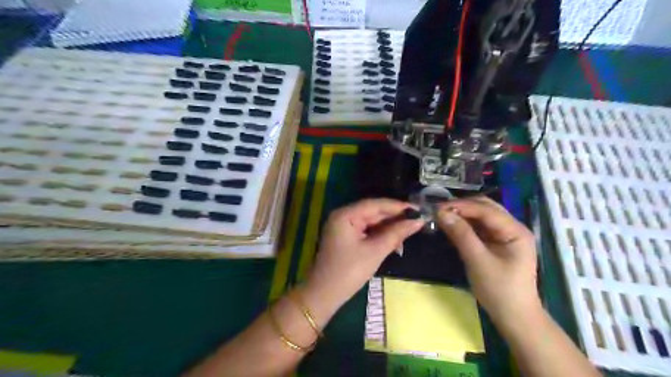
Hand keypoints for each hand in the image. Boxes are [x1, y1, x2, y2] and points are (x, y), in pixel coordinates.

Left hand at [307, 199, 423, 310]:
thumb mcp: (375, 251)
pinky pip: (367, 230)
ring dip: (390, 227)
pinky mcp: (346, 237)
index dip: (398, 206)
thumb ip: (396, 233)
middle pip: (374, 211)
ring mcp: (344, 226)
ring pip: (372, 221)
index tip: (419, 210)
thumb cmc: (349, 272)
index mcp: (346, 214)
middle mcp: (343, 215)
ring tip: (410, 231)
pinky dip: (381, 234)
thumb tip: (418, 221)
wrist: (324, 295)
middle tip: (418, 220)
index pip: (376, 204)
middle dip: (395, 217)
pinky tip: (395, 240)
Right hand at [436, 197, 538, 326]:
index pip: (486, 209)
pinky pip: (480, 227)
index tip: (437, 208)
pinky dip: (466, 224)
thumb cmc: (499, 290)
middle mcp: (512, 228)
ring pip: (482, 216)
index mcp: (515, 231)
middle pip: (485, 208)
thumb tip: (441, 213)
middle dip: (462, 207)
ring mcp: (505, 235)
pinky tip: (453, 225)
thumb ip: (461, 235)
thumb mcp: (478, 261)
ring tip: (442, 216)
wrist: (514, 317)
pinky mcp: (497, 243)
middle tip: (439, 211)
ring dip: (463, 214)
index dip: (461, 206)